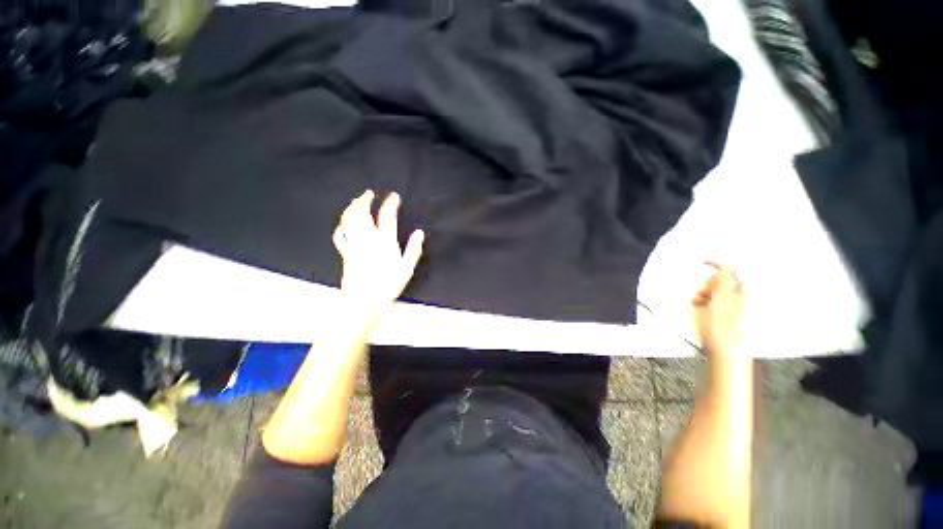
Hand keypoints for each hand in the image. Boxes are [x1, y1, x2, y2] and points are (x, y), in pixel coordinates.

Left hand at [333, 190, 424, 323]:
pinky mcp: (345, 254)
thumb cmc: (388, 287)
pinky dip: (340, 226)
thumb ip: (413, 249)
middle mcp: (368, 240)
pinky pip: (339, 236)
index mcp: (385, 243)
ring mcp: (354, 246)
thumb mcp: (406, 270)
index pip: (387, 216)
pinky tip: (343, 223)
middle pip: (362, 213)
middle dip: (365, 200)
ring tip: (356, 201)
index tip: (394, 196)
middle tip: (369, 193)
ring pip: (349, 221)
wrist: (362, 303)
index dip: (390, 203)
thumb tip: (419, 232)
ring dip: (351, 208)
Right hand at [692, 263, 745, 357]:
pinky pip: (703, 297)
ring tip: (700, 303)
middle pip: (717, 279)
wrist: (721, 351)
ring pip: (708, 288)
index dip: (718, 263)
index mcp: (739, 293)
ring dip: (700, 292)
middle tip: (704, 294)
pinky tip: (698, 307)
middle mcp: (733, 296)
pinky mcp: (714, 310)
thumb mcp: (721, 304)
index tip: (704, 261)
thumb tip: (728, 265)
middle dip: (706, 283)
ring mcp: (723, 303)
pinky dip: (698, 299)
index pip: (731, 270)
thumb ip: (724, 283)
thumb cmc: (724, 330)